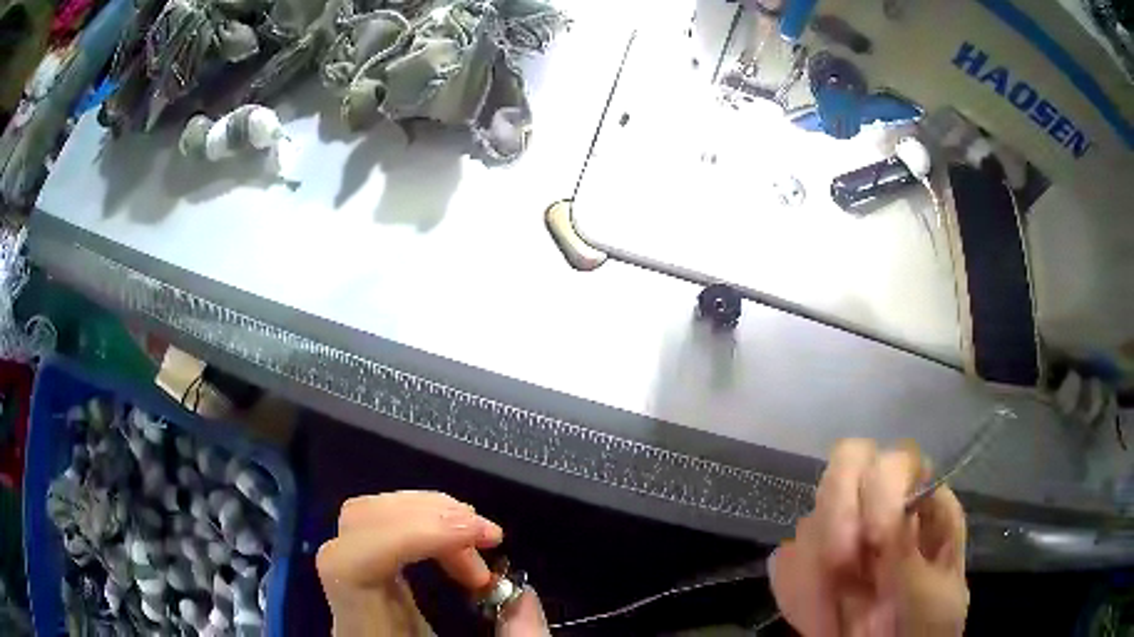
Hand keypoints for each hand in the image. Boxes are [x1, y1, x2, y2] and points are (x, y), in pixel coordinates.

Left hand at [317, 491, 546, 636]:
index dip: (409, 535)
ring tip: (477, 539)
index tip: (477, 535)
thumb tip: (523, 591)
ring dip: (430, 513)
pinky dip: (424, 520)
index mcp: (366, 631)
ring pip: (367, 516)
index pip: (353, 564)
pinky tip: (456, 543)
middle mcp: (348, 600)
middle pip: (357, 525)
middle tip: (486, 538)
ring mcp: (354, 581)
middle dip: (428, 517)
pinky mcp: (369, 573)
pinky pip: (381, 527)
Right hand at [770, 440, 968, 636]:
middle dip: (837, 518)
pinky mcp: (808, 567)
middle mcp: (879, 508)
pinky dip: (799, 597)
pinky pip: (786, 563)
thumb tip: (888, 521)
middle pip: (845, 467)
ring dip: (817, 577)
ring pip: (810, 520)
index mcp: (922, 504)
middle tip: (841, 568)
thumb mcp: (935, 596)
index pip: (895, 459)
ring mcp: (840, 534)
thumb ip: (913, 560)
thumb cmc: (928, 626)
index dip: (881, 488)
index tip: (876, 540)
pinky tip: (824, 626)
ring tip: (839, 624)